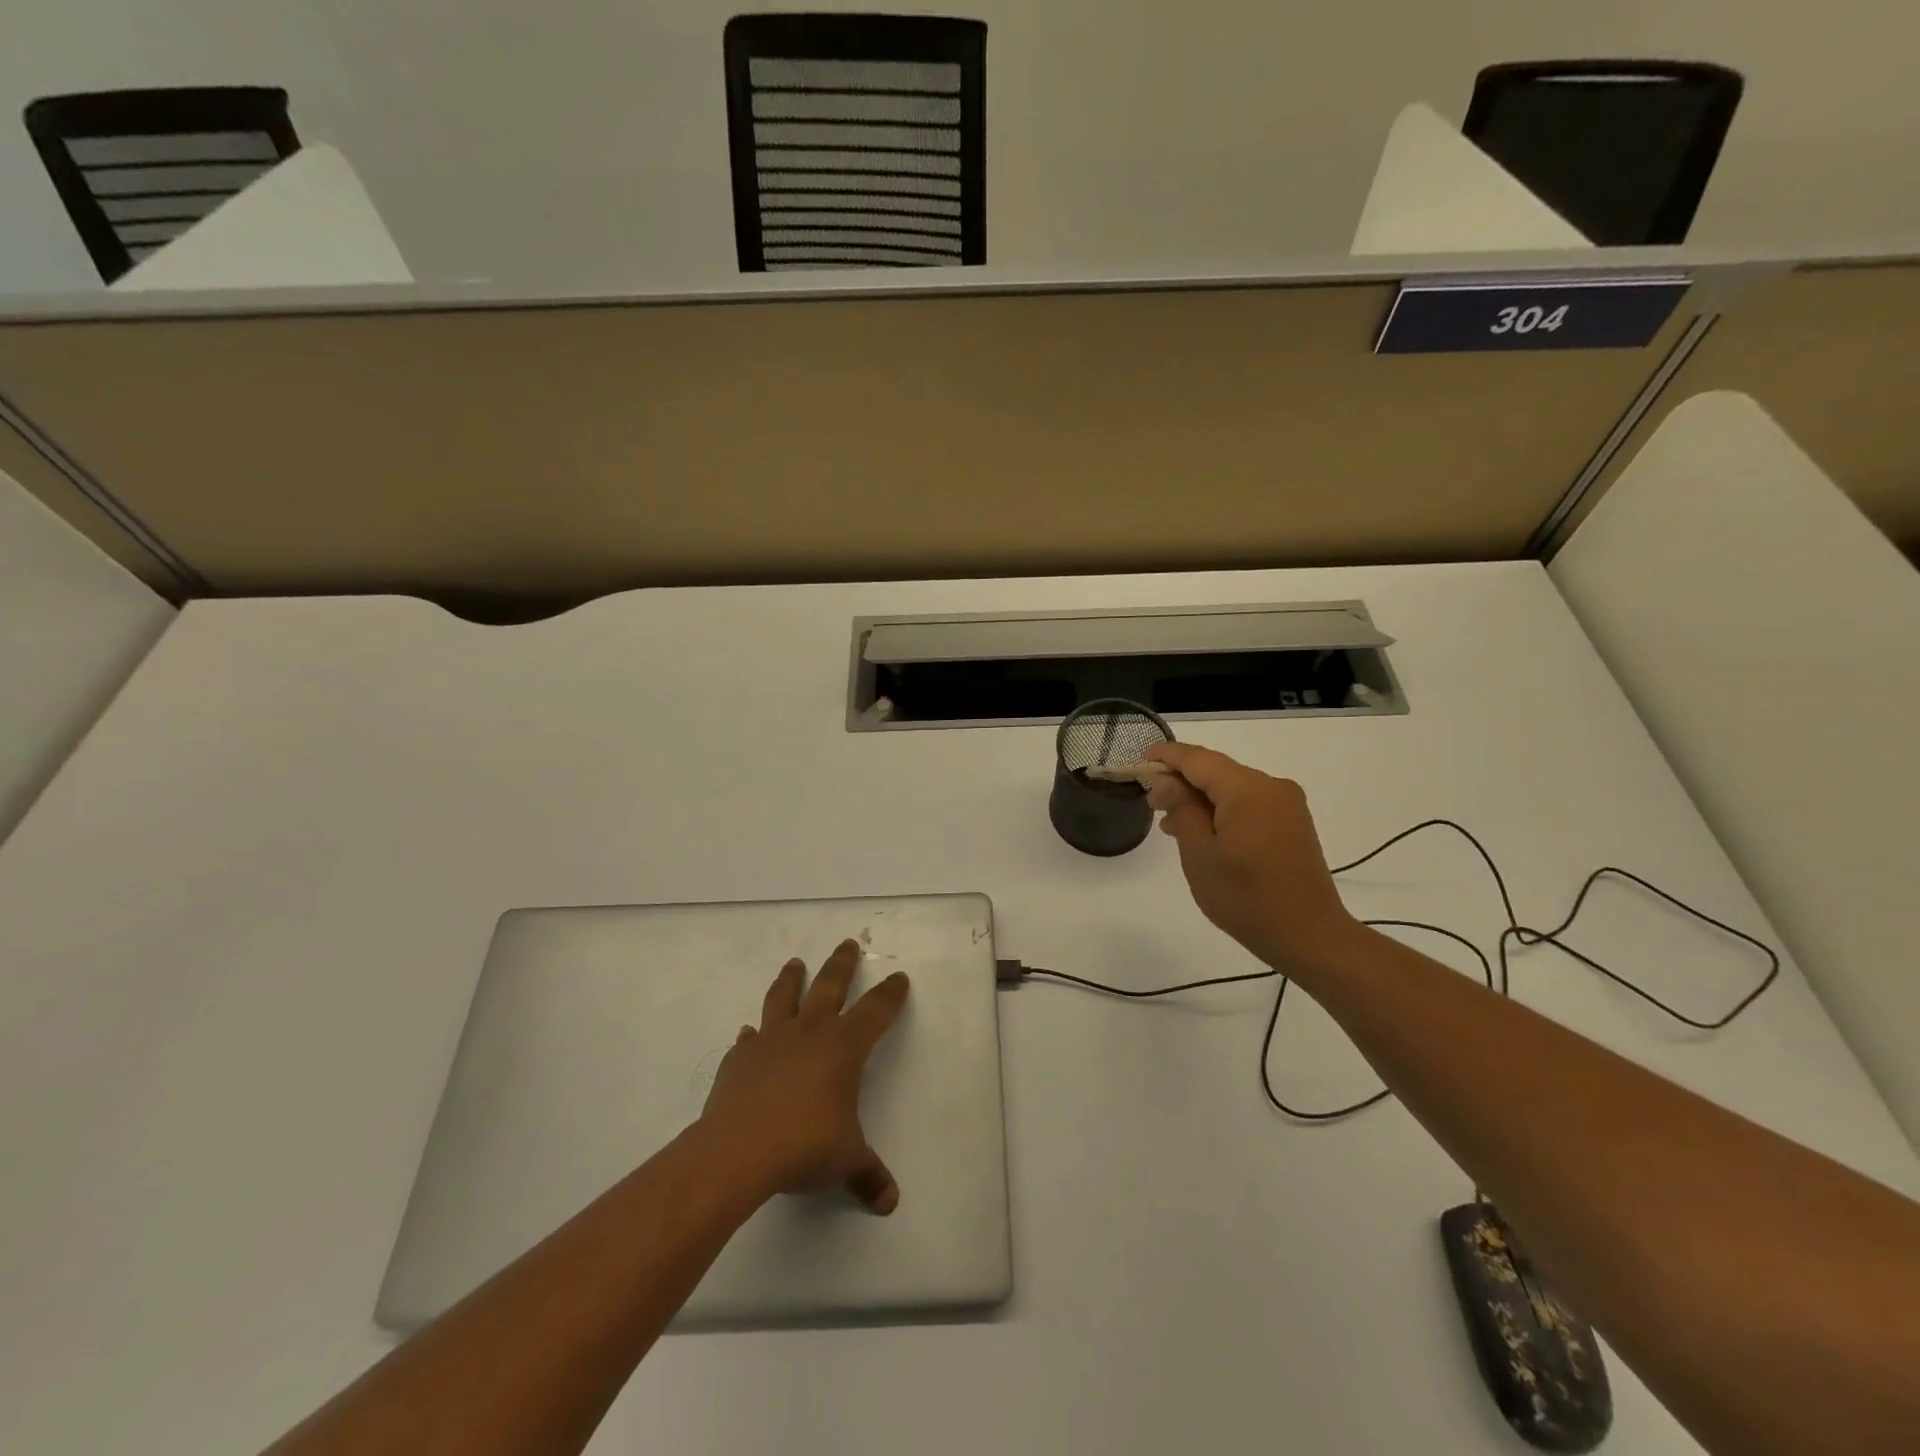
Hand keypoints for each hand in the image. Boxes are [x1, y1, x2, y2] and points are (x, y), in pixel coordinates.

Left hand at [699, 940, 909, 1214]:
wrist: (738, 1151)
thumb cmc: (804, 1147)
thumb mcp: (845, 1162)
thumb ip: (868, 1176)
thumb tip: (889, 1203)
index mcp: (843, 1048)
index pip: (875, 1012)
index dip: (889, 995)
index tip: (898, 978)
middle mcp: (809, 1033)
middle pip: (829, 986)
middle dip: (842, 964)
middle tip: (848, 943)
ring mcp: (771, 1041)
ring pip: (783, 997)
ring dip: (791, 979)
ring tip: (794, 963)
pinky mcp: (739, 1058)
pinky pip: (749, 1039)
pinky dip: (752, 1035)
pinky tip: (749, 1034)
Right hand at [1143, 743, 1357, 970]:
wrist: (1309, 936)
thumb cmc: (1246, 898)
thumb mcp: (1200, 854)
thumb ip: (1181, 809)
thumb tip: (1166, 780)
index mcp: (1248, 790)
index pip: (1198, 759)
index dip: (1167, 757)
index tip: (1140, 761)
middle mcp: (1271, 786)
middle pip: (1216, 770)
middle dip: (1182, 781)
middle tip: (1151, 803)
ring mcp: (1286, 804)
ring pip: (1232, 788)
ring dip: (1201, 798)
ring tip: (1171, 824)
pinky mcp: (1292, 822)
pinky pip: (1249, 803)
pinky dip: (1222, 810)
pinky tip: (1203, 832)